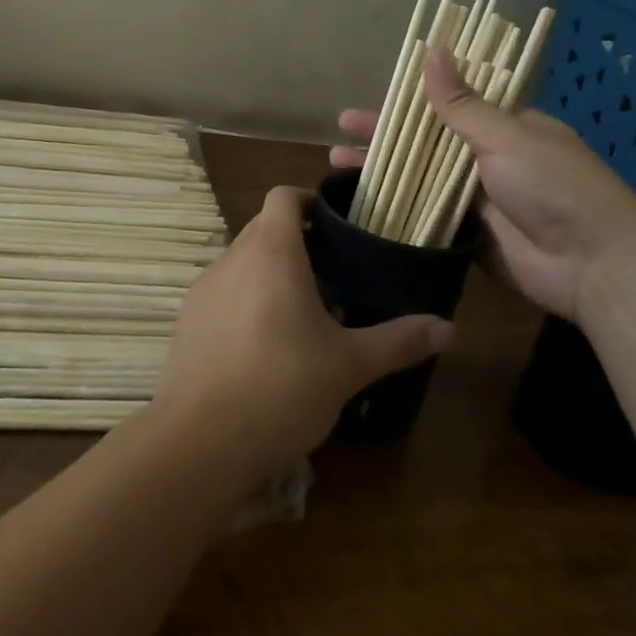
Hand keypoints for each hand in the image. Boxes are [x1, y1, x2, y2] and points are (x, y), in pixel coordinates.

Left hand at [153, 186, 453, 474]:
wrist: (202, 439)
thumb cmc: (283, 387)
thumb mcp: (349, 365)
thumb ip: (398, 341)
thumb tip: (447, 328)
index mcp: (271, 251)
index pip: (283, 196)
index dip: (308, 199)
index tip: (335, 224)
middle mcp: (232, 258)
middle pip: (263, 226)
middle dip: (295, 239)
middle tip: (331, 271)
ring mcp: (203, 288)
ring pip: (241, 261)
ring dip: (268, 271)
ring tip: (300, 310)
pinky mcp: (187, 319)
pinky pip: (222, 292)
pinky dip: (243, 300)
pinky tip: (262, 343)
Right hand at [333, 51, 635, 322]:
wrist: (594, 265)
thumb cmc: (554, 186)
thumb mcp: (507, 137)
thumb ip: (462, 104)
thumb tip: (432, 51)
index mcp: (504, 128)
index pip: (447, 106)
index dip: (407, 103)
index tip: (373, 99)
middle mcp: (489, 160)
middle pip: (427, 144)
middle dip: (384, 140)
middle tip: (340, 135)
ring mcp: (478, 201)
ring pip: (421, 181)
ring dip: (383, 174)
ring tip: (337, 168)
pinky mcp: (469, 238)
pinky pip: (427, 219)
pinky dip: (398, 213)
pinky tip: (363, 208)